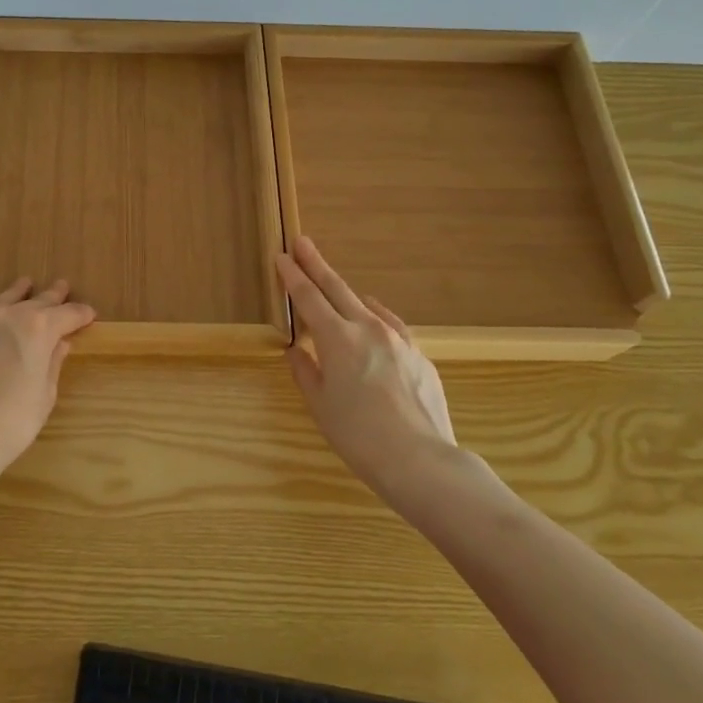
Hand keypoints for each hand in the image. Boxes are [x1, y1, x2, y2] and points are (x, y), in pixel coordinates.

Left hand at [0, 278, 95, 489]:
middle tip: (62, 286)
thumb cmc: (12, 421)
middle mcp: (9, 316)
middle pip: (36, 302)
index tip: (90, 314)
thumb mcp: (44, 395)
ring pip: (1, 300)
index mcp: (40, 329)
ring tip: (25, 283)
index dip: (80, 314)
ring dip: (16, 292)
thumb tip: (61, 343)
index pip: (68, 315)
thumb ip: (52, 363)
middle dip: (53, 296)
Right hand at [276, 237, 460, 499]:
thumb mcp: (320, 405)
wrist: (420, 459)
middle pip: (337, 288)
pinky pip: (391, 325)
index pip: (308, 298)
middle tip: (302, 243)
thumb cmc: (358, 435)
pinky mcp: (420, 355)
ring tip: (332, 285)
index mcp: (337, 338)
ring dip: (345, 292)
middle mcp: (368, 328)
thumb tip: (297, 350)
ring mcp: (398, 339)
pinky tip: (373, 320)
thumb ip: (305, 371)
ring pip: (366, 305)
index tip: (282, 256)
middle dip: (316, 265)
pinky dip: (375, 316)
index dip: (292, 276)